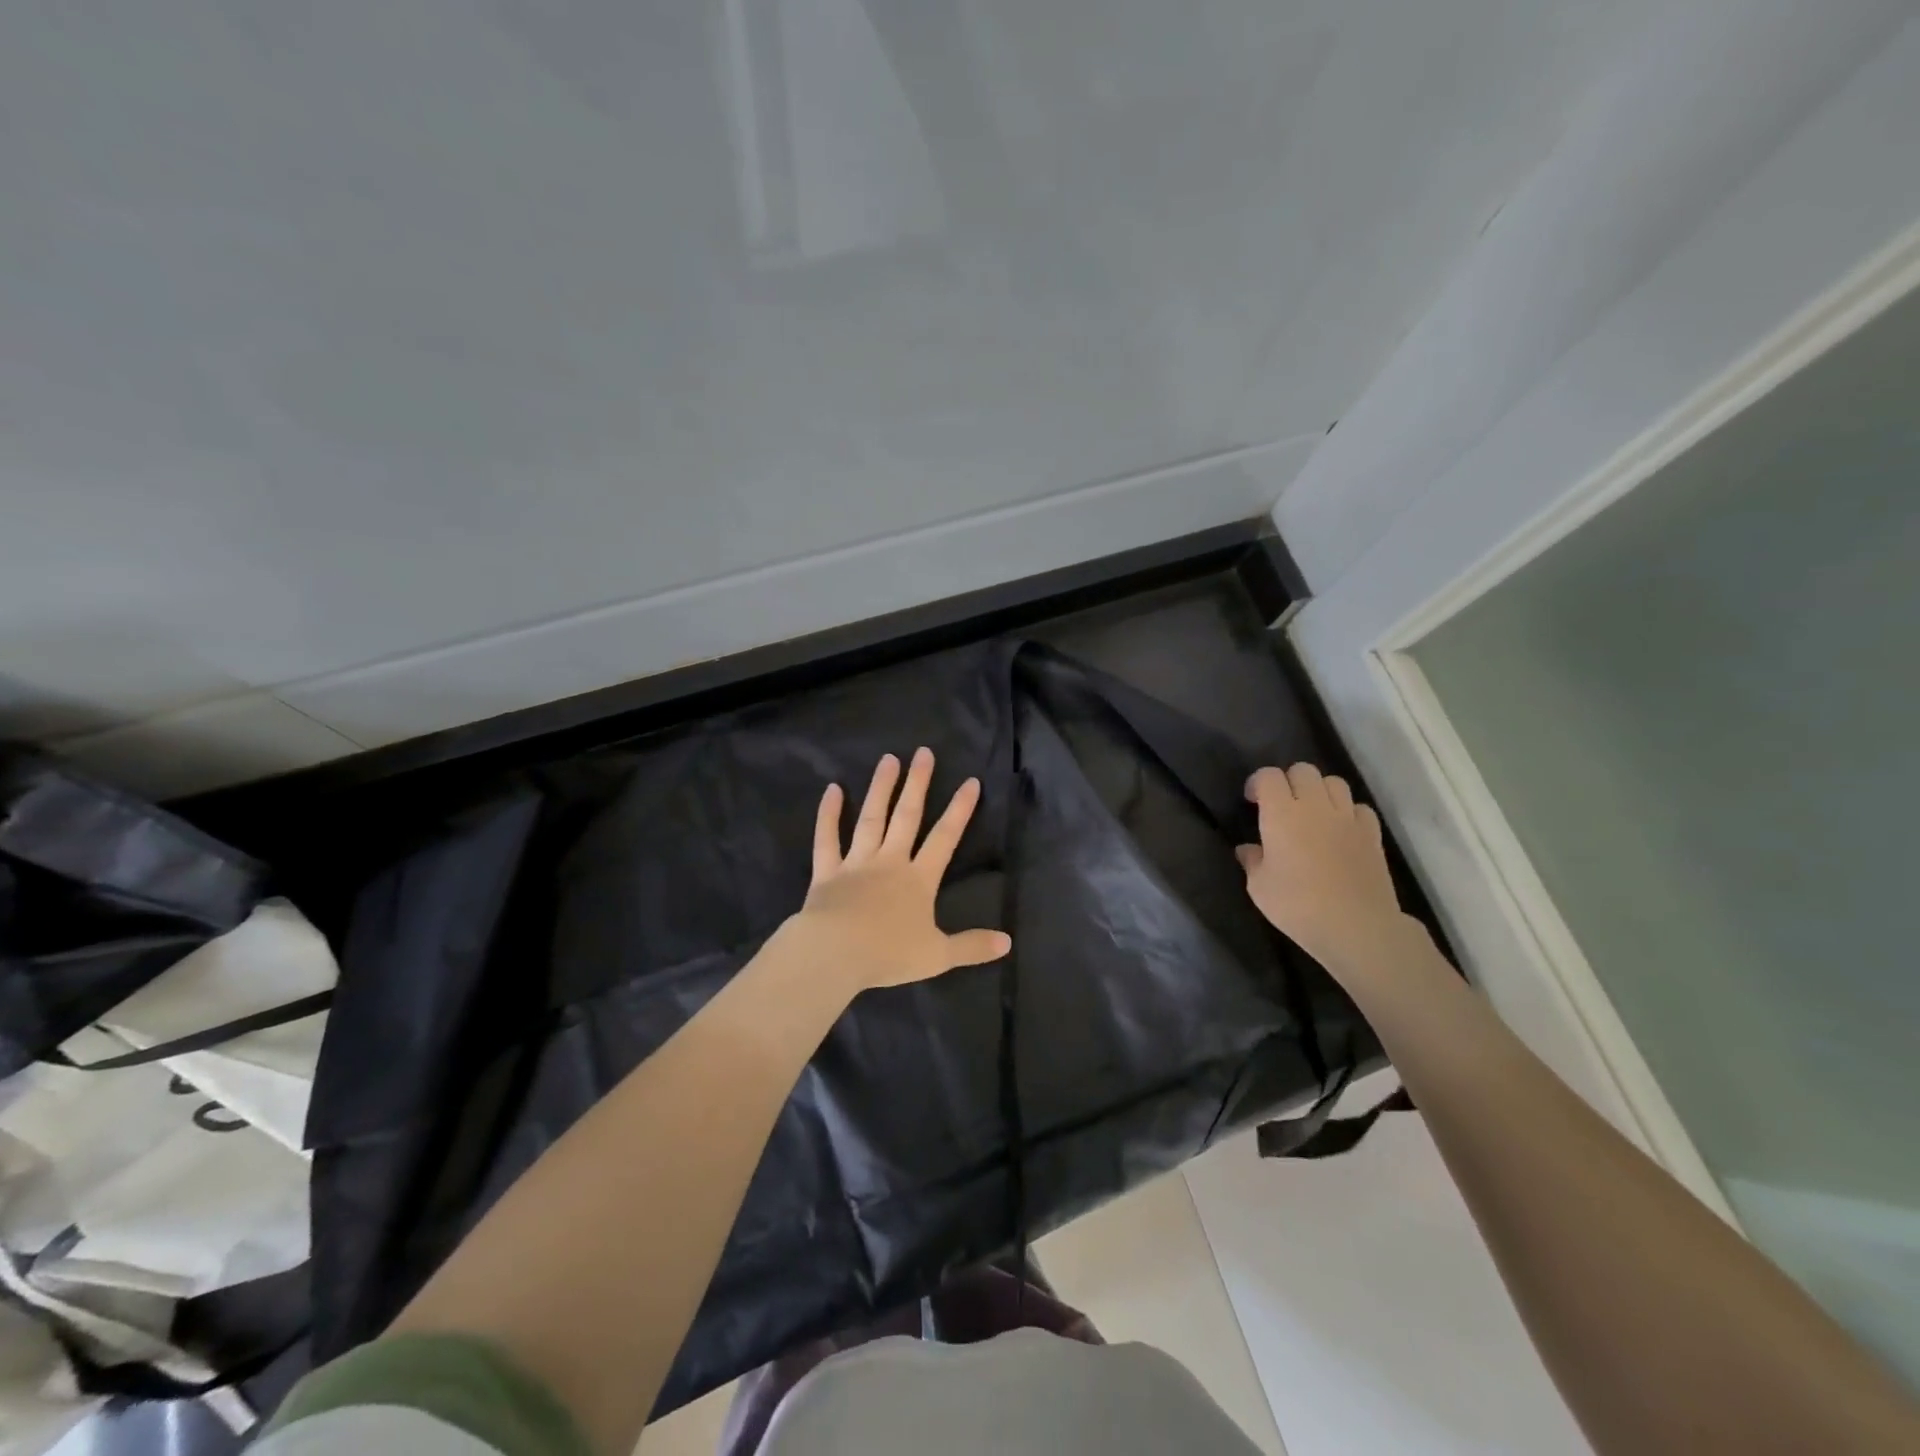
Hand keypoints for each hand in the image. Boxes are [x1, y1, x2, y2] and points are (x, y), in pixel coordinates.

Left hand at [784, 747, 1011, 992]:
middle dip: (918, 784)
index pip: (945, 838)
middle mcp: (890, 862)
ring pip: (870, 819)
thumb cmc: (888, 954)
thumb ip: (972, 946)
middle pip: (907, 816)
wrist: (835, 955)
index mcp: (918, 879)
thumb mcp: (938, 956)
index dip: (960, 810)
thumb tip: (1008, 943)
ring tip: (888, 759)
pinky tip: (832, 789)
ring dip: (880, 788)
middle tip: (923, 753)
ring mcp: (856, 863)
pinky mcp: (826, 872)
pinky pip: (827, 839)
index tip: (971, 781)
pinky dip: (828, 814)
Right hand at [1237, 763, 1417, 979]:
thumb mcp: (1259, 887)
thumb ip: (1252, 861)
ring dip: (1320, 791)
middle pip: (1303, 770)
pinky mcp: (1372, 834)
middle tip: (1282, 806)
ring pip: (1334, 782)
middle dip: (1289, 781)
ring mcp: (1347, 818)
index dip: (1258, 783)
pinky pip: (1359, 807)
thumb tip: (1248, 849)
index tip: (1252, 802)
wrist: (1357, 926)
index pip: (1268, 776)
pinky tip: (1341, 830)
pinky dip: (1348, 811)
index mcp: (1282, 813)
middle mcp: (1315, 806)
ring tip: (1313, 813)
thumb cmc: (1298, 906)